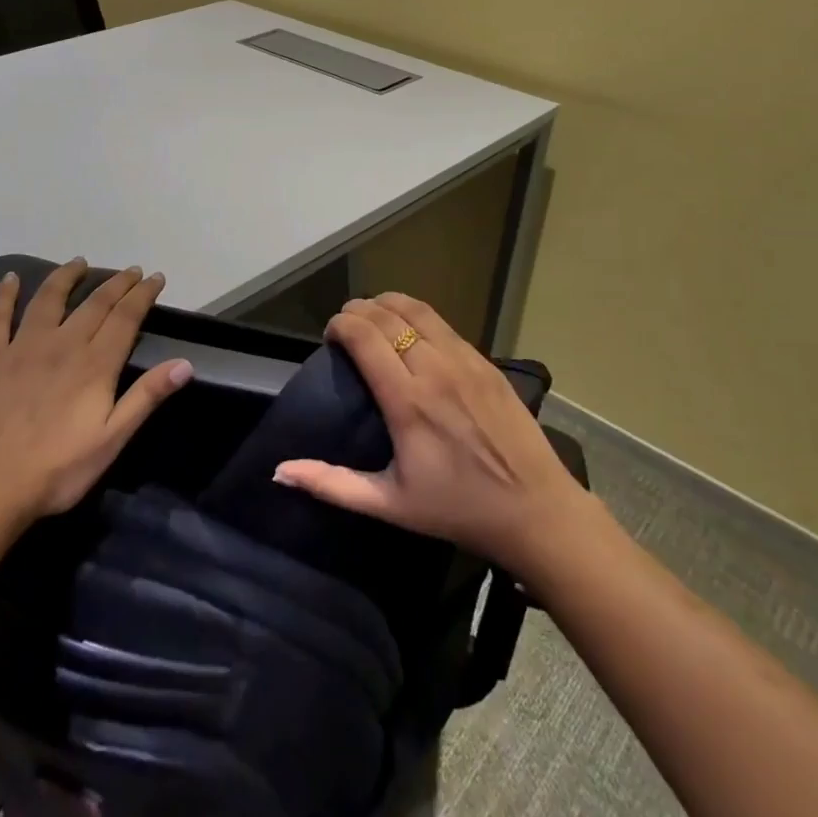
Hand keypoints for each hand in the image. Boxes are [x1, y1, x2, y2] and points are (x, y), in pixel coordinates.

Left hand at [0, 260, 191, 528]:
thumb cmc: (58, 470)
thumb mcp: (112, 440)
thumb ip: (146, 397)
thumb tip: (185, 364)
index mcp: (95, 365)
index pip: (125, 318)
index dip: (142, 295)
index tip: (155, 277)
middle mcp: (62, 344)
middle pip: (95, 304)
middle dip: (116, 283)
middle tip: (130, 270)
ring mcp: (22, 347)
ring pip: (49, 299)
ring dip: (67, 277)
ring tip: (79, 262)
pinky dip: (5, 295)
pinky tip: (11, 278)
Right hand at [272, 293, 591, 575]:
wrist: (537, 512)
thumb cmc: (458, 509)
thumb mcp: (390, 504)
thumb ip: (332, 484)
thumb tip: (280, 472)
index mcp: (408, 402)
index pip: (364, 336)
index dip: (340, 325)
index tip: (329, 336)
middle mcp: (435, 370)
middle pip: (387, 315)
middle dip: (358, 310)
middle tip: (345, 325)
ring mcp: (465, 361)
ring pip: (418, 310)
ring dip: (388, 305)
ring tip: (373, 317)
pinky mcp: (487, 363)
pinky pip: (444, 324)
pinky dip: (417, 316)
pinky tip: (410, 329)